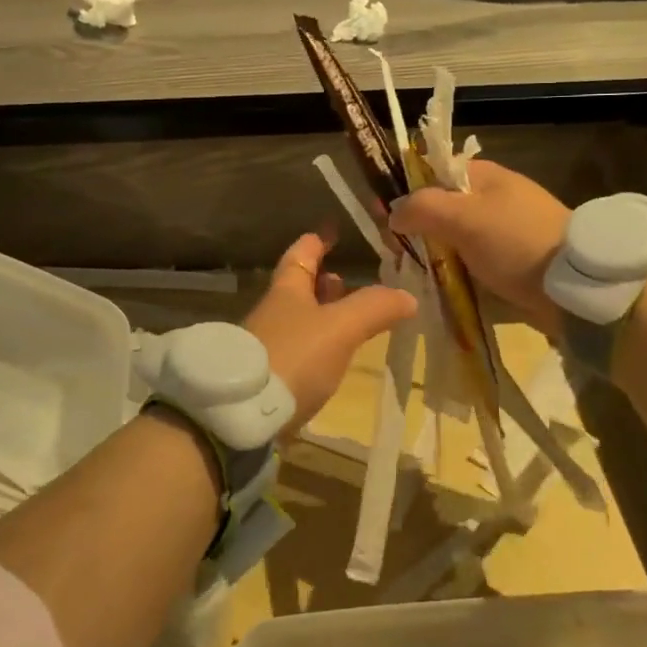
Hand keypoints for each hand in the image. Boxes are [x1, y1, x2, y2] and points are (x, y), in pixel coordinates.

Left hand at [244, 232, 417, 431]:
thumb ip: (374, 309)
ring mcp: (266, 345)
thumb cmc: (292, 357)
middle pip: (298, 288)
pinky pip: (296, 351)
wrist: (239, 415)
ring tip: (347, 321)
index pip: (301, 254)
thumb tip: (407, 295)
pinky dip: (316, 347)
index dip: (317, 241)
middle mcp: (273, 312)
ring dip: (321, 316)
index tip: (331, 231)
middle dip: (322, 281)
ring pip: (297, 320)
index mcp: (287, 291)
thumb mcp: (340, 328)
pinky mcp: (267, 378)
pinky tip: (330, 360)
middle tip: (345, 281)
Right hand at [388, 159, 570, 333]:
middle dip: (418, 229)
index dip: (408, 190)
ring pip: (455, 239)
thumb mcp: (463, 217)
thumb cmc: (516, 242)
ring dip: (434, 255)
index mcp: (486, 177)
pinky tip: (439, 288)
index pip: (435, 172)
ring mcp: (505, 233)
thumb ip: (422, 207)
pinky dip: (455, 273)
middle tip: (397, 253)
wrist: (575, 288)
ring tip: (412, 275)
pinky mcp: (513, 263)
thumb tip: (392, 212)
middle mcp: (495, 199)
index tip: (386, 217)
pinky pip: (472, 263)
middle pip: (443, 208)